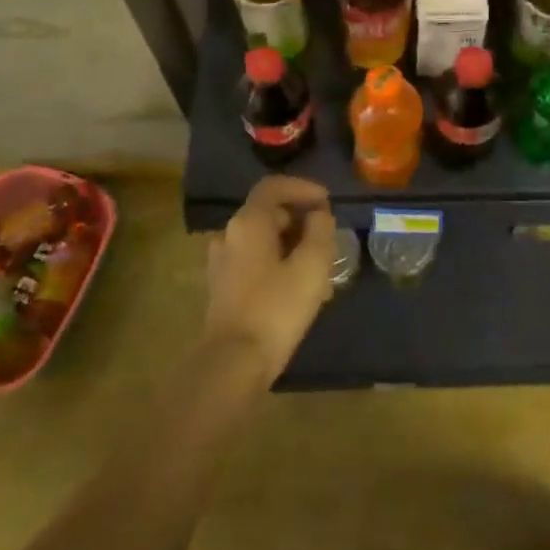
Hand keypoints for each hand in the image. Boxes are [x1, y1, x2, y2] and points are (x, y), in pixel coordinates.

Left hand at [203, 176, 336, 382]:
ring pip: (262, 239)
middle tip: (327, 236)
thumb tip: (319, 215)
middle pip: (267, 212)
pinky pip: (254, 260)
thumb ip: (320, 232)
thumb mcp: (312, 266)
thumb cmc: (276, 308)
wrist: (233, 362)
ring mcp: (222, 262)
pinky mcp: (222, 286)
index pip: (273, 187)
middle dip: (300, 218)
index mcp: (248, 223)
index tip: (327, 202)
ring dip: (291, 243)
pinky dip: (277, 261)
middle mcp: (229, 235)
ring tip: (319, 264)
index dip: (303, 188)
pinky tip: (298, 286)